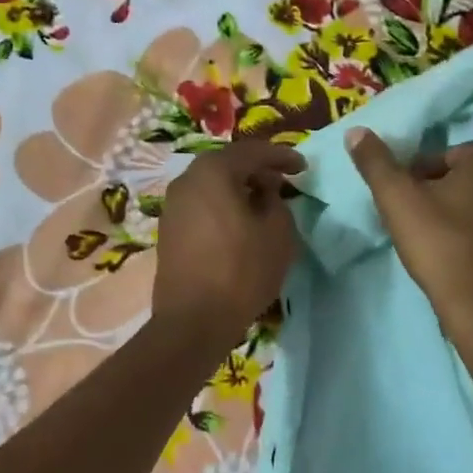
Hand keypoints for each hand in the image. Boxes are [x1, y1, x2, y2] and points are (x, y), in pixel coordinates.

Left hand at [151, 140, 305, 351]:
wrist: (193, 320)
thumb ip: (276, 201)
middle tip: (282, 181)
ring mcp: (173, 205)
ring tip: (262, 202)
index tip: (303, 167)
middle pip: (227, 163)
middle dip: (257, 169)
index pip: (252, 151)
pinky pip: (201, 204)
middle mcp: (187, 180)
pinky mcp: (168, 229)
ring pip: (212, 184)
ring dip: (238, 187)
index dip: (281, 156)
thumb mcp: (278, 233)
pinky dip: (222, 204)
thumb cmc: (242, 271)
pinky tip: (239, 222)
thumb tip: (264, 191)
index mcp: (213, 171)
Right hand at [348, 128, 472, 346]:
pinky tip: (453, 260)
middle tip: (410, 221)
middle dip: (435, 194)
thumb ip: (376, 163)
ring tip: (429, 242)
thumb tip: (355, 131)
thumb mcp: (397, 200)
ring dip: (454, 216)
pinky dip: (471, 238)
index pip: (442, 155)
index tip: (401, 202)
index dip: (415, 176)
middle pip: (461, 179)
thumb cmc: (440, 246)